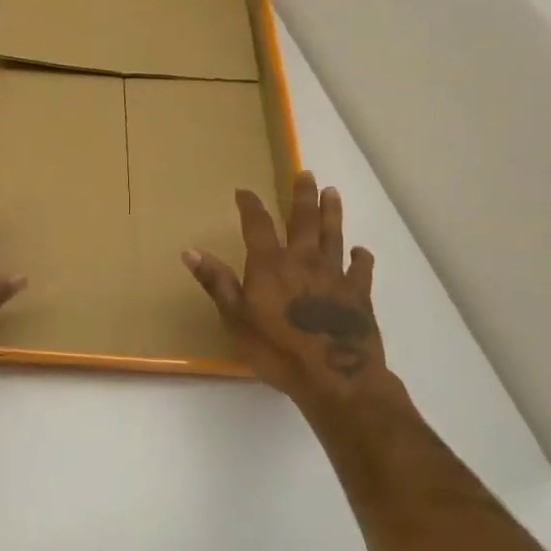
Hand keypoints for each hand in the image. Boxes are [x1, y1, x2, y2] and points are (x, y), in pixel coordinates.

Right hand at [182, 172, 387, 414]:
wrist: (335, 376)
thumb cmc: (277, 349)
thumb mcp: (235, 318)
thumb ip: (216, 282)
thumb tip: (190, 250)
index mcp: (270, 265)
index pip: (258, 225)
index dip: (250, 205)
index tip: (244, 191)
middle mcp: (304, 261)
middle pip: (304, 220)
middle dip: (302, 196)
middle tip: (305, 174)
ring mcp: (335, 276)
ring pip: (334, 236)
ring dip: (332, 213)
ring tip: (332, 193)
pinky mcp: (359, 295)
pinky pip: (361, 269)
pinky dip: (361, 257)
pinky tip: (361, 251)